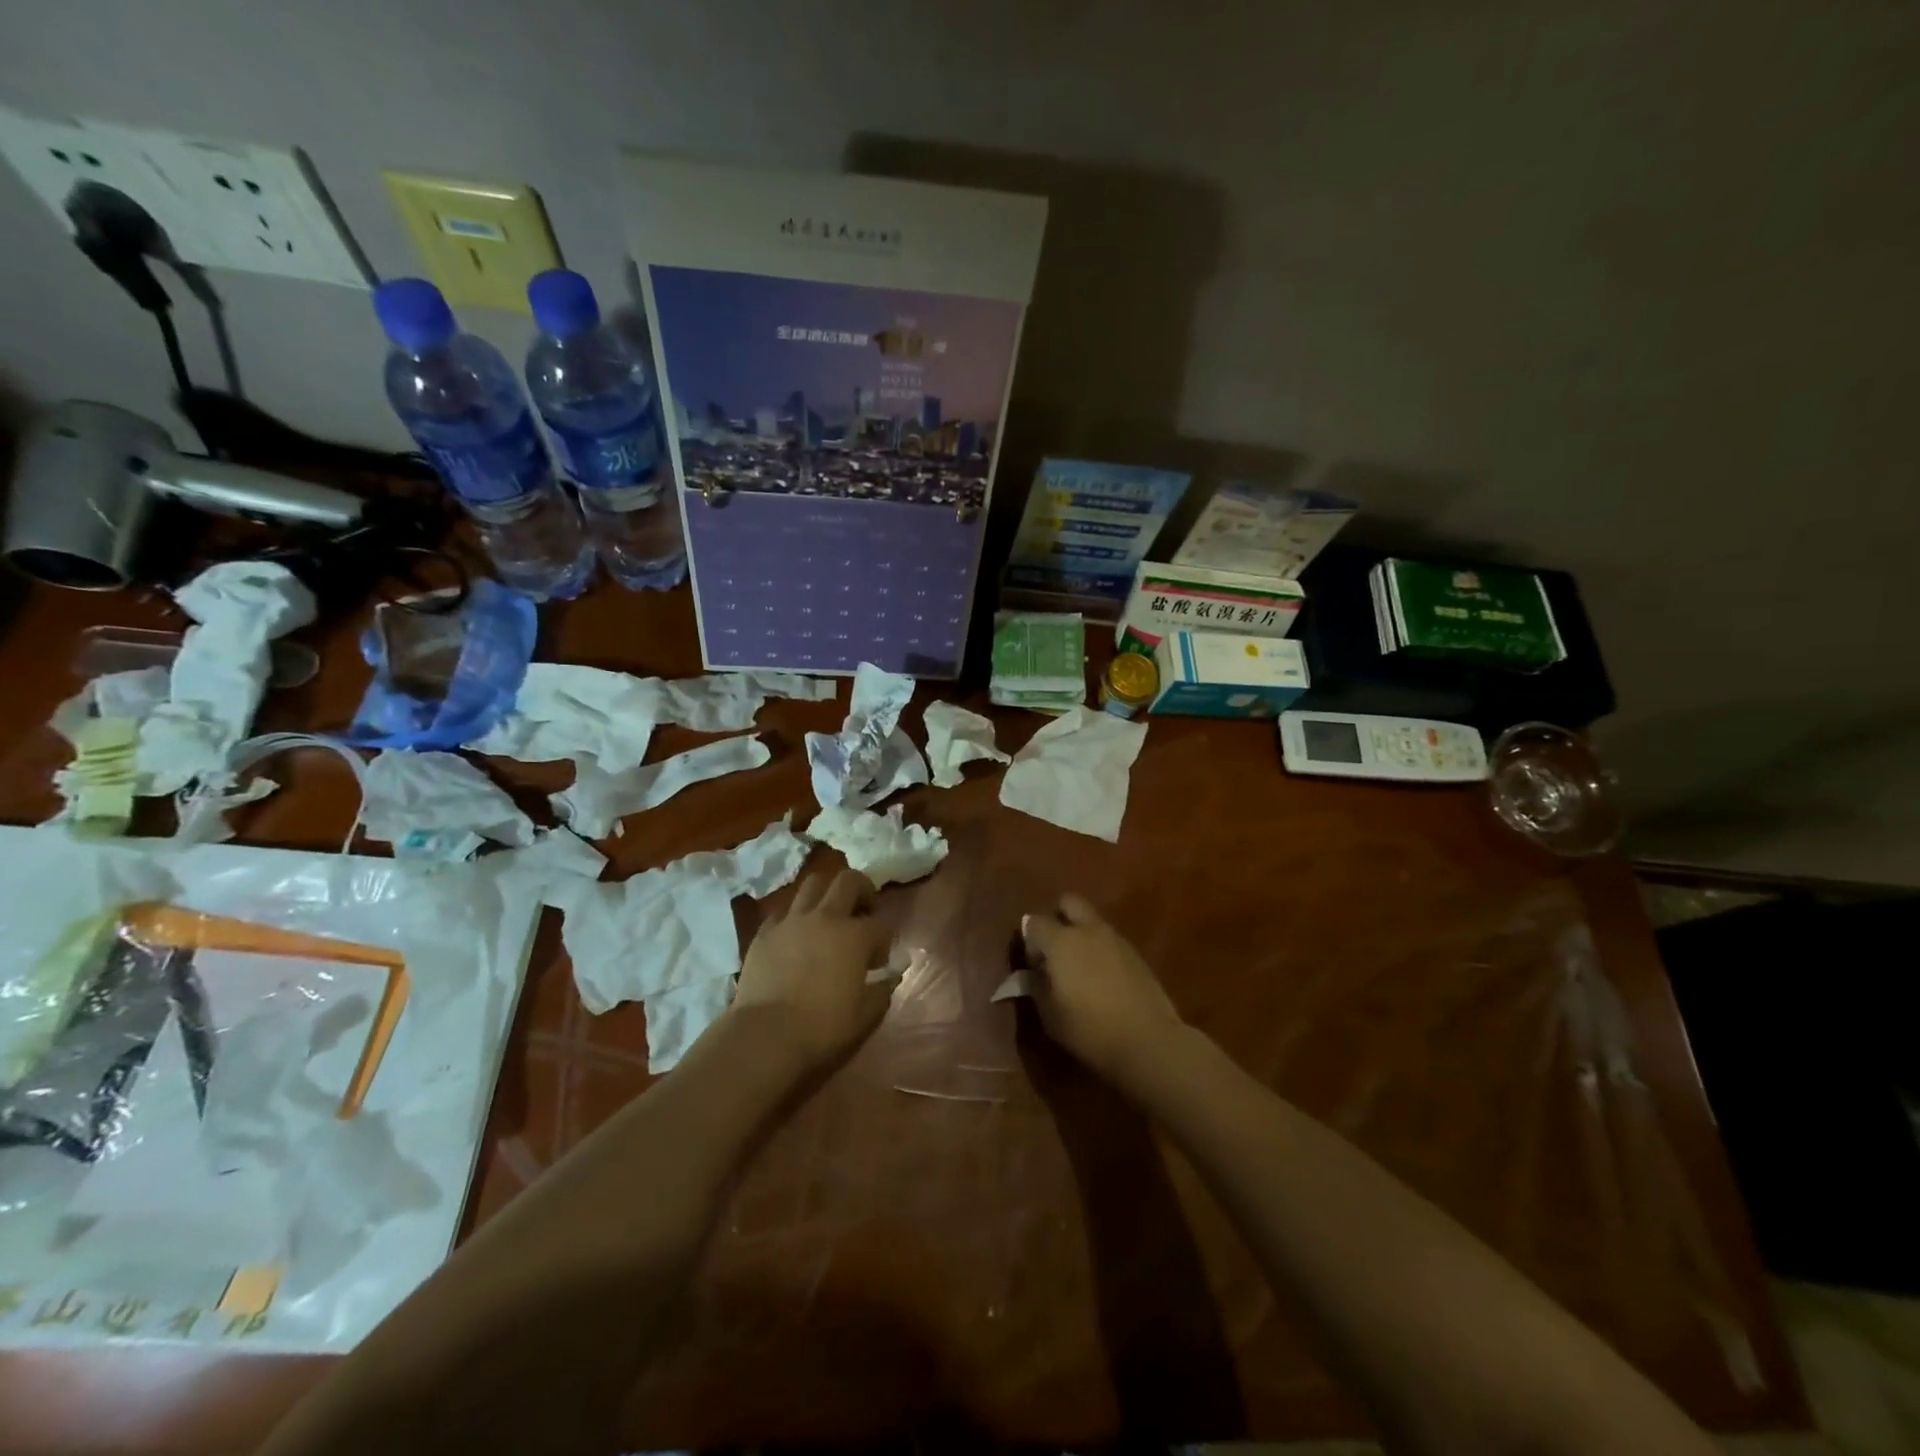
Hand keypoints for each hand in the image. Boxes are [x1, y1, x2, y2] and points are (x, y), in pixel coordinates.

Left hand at [733, 869, 892, 1072]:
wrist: (765, 1035)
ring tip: (827, 916)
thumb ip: (882, 992)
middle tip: (862, 912)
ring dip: (826, 894)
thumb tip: (890, 978)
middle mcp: (825, 917)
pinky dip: (793, 919)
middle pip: (849, 880)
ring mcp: (792, 921)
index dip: (884, 938)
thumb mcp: (865, 1016)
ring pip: (813, 884)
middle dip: (862, 890)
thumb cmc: (822, 1027)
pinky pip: (783, 912)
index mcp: (855, 936)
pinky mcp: (765, 932)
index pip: (881, 922)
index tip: (878, 962)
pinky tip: (794, 938)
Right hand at [1021, 894, 1185, 1086]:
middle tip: (1055, 949)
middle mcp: (1088, 931)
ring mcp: (1116, 939)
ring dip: (1081, 934)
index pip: (1034, 922)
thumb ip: (1036, 987)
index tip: (1034, 965)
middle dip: (1058, 917)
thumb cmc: (1090, 1029)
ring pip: (1092, 921)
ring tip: (1080, 969)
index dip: (1029, 940)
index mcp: (1061, 941)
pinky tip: (1102, 979)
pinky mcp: (1135, 953)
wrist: (1148, 1040)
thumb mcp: (1051, 1015)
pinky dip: (1100, 950)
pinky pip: (1110, 940)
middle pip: (1069, 902)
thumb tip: (1030, 973)